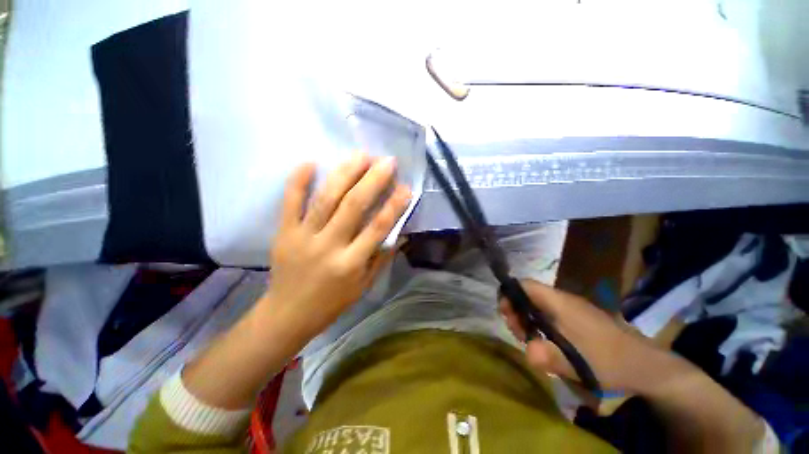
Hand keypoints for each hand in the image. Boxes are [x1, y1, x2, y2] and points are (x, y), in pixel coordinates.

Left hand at [259, 153, 411, 344]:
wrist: (287, 314)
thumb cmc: (332, 302)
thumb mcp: (363, 286)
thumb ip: (381, 258)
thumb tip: (399, 233)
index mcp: (351, 263)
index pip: (378, 228)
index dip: (394, 206)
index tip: (406, 187)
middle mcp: (329, 246)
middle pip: (353, 206)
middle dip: (373, 180)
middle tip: (386, 161)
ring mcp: (303, 237)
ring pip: (326, 199)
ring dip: (345, 174)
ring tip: (360, 155)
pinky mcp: (284, 232)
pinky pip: (290, 202)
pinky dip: (298, 181)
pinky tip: (311, 162)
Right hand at [500, 280, 667, 391]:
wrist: (647, 365)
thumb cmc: (609, 359)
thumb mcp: (576, 363)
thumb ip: (546, 356)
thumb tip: (526, 352)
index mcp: (559, 302)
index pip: (524, 285)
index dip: (509, 295)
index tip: (505, 315)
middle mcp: (563, 300)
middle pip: (527, 295)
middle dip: (516, 311)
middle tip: (519, 335)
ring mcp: (571, 308)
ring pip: (537, 305)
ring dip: (527, 319)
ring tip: (530, 341)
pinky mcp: (577, 318)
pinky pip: (548, 314)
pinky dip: (539, 324)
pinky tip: (545, 342)